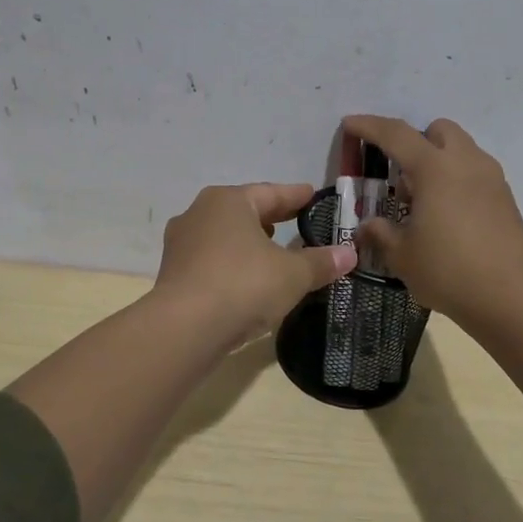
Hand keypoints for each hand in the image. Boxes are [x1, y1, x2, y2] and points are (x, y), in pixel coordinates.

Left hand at [154, 183, 357, 348]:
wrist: (184, 328)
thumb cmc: (243, 285)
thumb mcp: (292, 274)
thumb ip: (320, 262)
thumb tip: (349, 254)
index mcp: (228, 201)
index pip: (270, 193)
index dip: (295, 196)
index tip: (312, 195)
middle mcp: (199, 213)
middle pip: (243, 211)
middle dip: (269, 217)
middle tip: (294, 220)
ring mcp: (181, 244)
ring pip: (223, 236)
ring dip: (247, 242)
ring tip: (270, 251)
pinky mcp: (173, 273)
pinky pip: (211, 260)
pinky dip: (231, 264)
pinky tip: (245, 279)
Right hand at [341, 115, 522, 331]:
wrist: (513, 299)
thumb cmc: (449, 271)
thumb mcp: (402, 255)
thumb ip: (381, 233)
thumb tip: (368, 225)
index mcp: (435, 169)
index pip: (396, 134)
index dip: (369, 126)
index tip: (349, 124)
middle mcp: (466, 163)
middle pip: (438, 131)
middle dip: (414, 141)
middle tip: (398, 173)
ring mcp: (491, 179)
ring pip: (460, 150)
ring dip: (437, 160)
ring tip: (422, 201)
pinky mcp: (506, 199)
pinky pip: (474, 172)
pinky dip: (456, 179)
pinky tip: (446, 216)